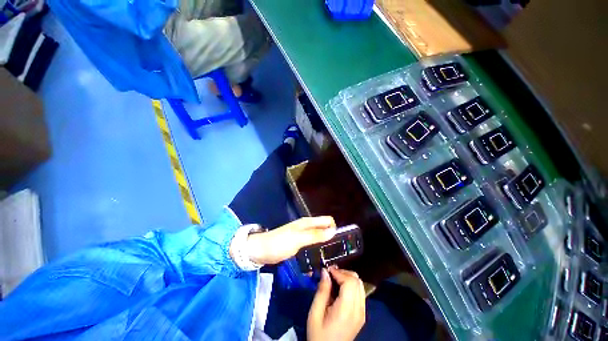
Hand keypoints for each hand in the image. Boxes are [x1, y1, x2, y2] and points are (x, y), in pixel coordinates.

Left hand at [246, 216, 335, 264]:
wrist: (260, 250)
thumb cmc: (279, 243)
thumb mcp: (298, 239)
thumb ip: (315, 235)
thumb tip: (333, 231)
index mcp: (308, 222)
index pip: (327, 221)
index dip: (334, 229)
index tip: (338, 243)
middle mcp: (307, 227)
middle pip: (324, 229)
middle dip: (330, 239)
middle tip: (335, 255)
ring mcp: (303, 236)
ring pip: (319, 238)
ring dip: (323, 247)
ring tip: (328, 260)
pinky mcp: (299, 244)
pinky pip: (311, 246)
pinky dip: (315, 252)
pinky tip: (316, 263)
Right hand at [307, 267, 365, 340]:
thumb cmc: (318, 334)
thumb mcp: (315, 313)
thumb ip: (322, 291)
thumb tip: (325, 271)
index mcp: (346, 310)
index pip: (350, 282)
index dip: (339, 272)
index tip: (327, 270)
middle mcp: (358, 310)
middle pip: (357, 281)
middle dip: (344, 273)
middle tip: (330, 274)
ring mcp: (362, 313)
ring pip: (360, 285)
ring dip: (348, 278)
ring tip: (335, 279)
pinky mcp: (362, 315)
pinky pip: (360, 293)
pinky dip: (351, 285)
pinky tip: (341, 289)